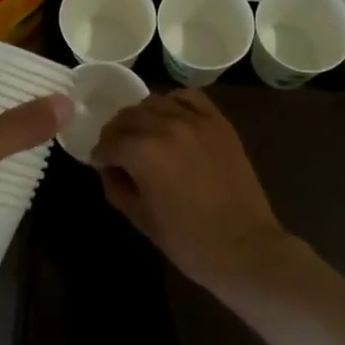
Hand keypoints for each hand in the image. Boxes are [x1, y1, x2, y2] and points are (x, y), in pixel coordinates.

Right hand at [92, 89, 292, 287]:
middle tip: (118, 150)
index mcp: (143, 152)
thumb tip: (108, 167)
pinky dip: (173, 103)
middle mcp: (166, 126)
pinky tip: (171, 119)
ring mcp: (195, 120)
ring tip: (144, 135)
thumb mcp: (140, 218)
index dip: (100, 154)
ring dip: (142, 116)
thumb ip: (116, 186)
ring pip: (154, 102)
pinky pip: (188, 97)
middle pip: (128, 116)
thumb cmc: (187, 240)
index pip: (109, 141)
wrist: (243, 246)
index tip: (101, 162)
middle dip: (117, 133)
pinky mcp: (218, 122)